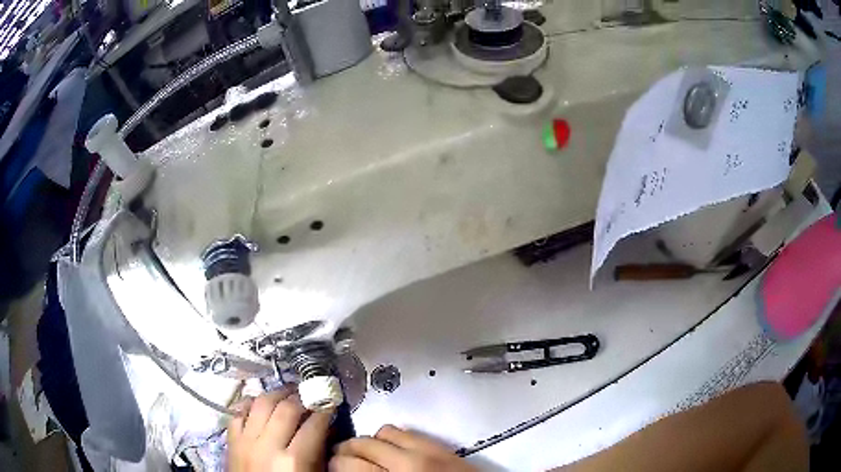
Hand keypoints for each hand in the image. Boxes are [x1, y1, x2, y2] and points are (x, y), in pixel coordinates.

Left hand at [228, 389, 332, 471]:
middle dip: (302, 397)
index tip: (331, 403)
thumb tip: (327, 431)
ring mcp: (246, 441)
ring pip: (261, 403)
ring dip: (277, 394)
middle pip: (286, 408)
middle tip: (311, 394)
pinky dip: (250, 403)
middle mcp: (268, 446)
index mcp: (294, 460)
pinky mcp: (231, 441)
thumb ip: (320, 455)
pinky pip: (239, 412)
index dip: (325, 411)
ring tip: (289, 393)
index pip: (314, 425)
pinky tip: (260, 403)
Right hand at [330, 425, 475, 471]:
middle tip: (342, 461)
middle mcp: (407, 462)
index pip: (348, 465)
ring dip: (370, 442)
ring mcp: (427, 450)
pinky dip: (393, 438)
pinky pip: (407, 431)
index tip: (330, 468)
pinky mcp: (441, 445)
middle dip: (345, 451)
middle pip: (360, 443)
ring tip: (368, 454)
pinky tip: (392, 451)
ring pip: (382, 431)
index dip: (333, 465)